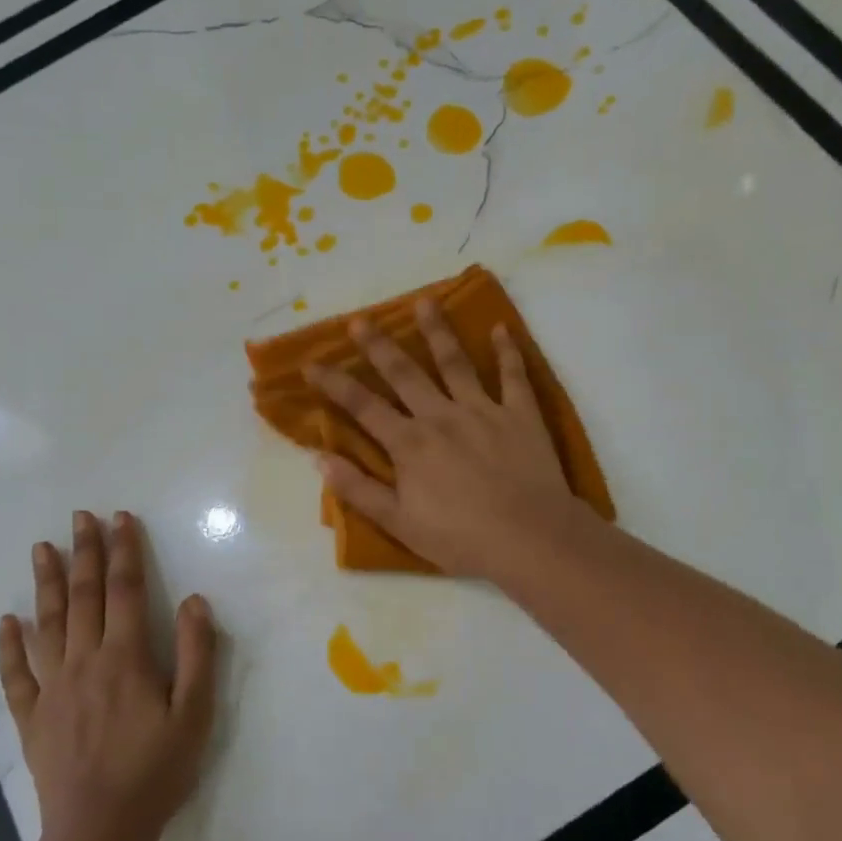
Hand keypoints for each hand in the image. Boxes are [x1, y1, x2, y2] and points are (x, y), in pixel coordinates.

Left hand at [0, 511, 216, 840]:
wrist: (100, 832)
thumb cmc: (156, 770)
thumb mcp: (195, 713)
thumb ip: (196, 653)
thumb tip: (193, 600)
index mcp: (125, 657)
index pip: (125, 590)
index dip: (124, 551)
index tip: (120, 518)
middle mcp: (85, 662)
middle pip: (84, 596)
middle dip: (84, 552)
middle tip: (79, 517)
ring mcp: (53, 689)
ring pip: (47, 624)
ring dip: (46, 584)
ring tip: (41, 549)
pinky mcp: (32, 718)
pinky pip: (15, 675)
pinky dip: (9, 646)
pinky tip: (7, 621)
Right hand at [304, 299, 585, 579]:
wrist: (530, 538)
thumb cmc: (461, 538)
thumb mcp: (399, 522)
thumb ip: (358, 489)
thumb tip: (319, 458)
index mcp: (409, 443)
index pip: (363, 406)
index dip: (334, 383)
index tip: (311, 363)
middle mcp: (441, 416)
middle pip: (404, 373)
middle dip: (378, 345)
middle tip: (360, 320)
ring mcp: (483, 410)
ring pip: (455, 362)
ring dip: (437, 331)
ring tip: (425, 302)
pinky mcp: (520, 414)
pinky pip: (513, 376)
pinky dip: (508, 351)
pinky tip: (501, 328)